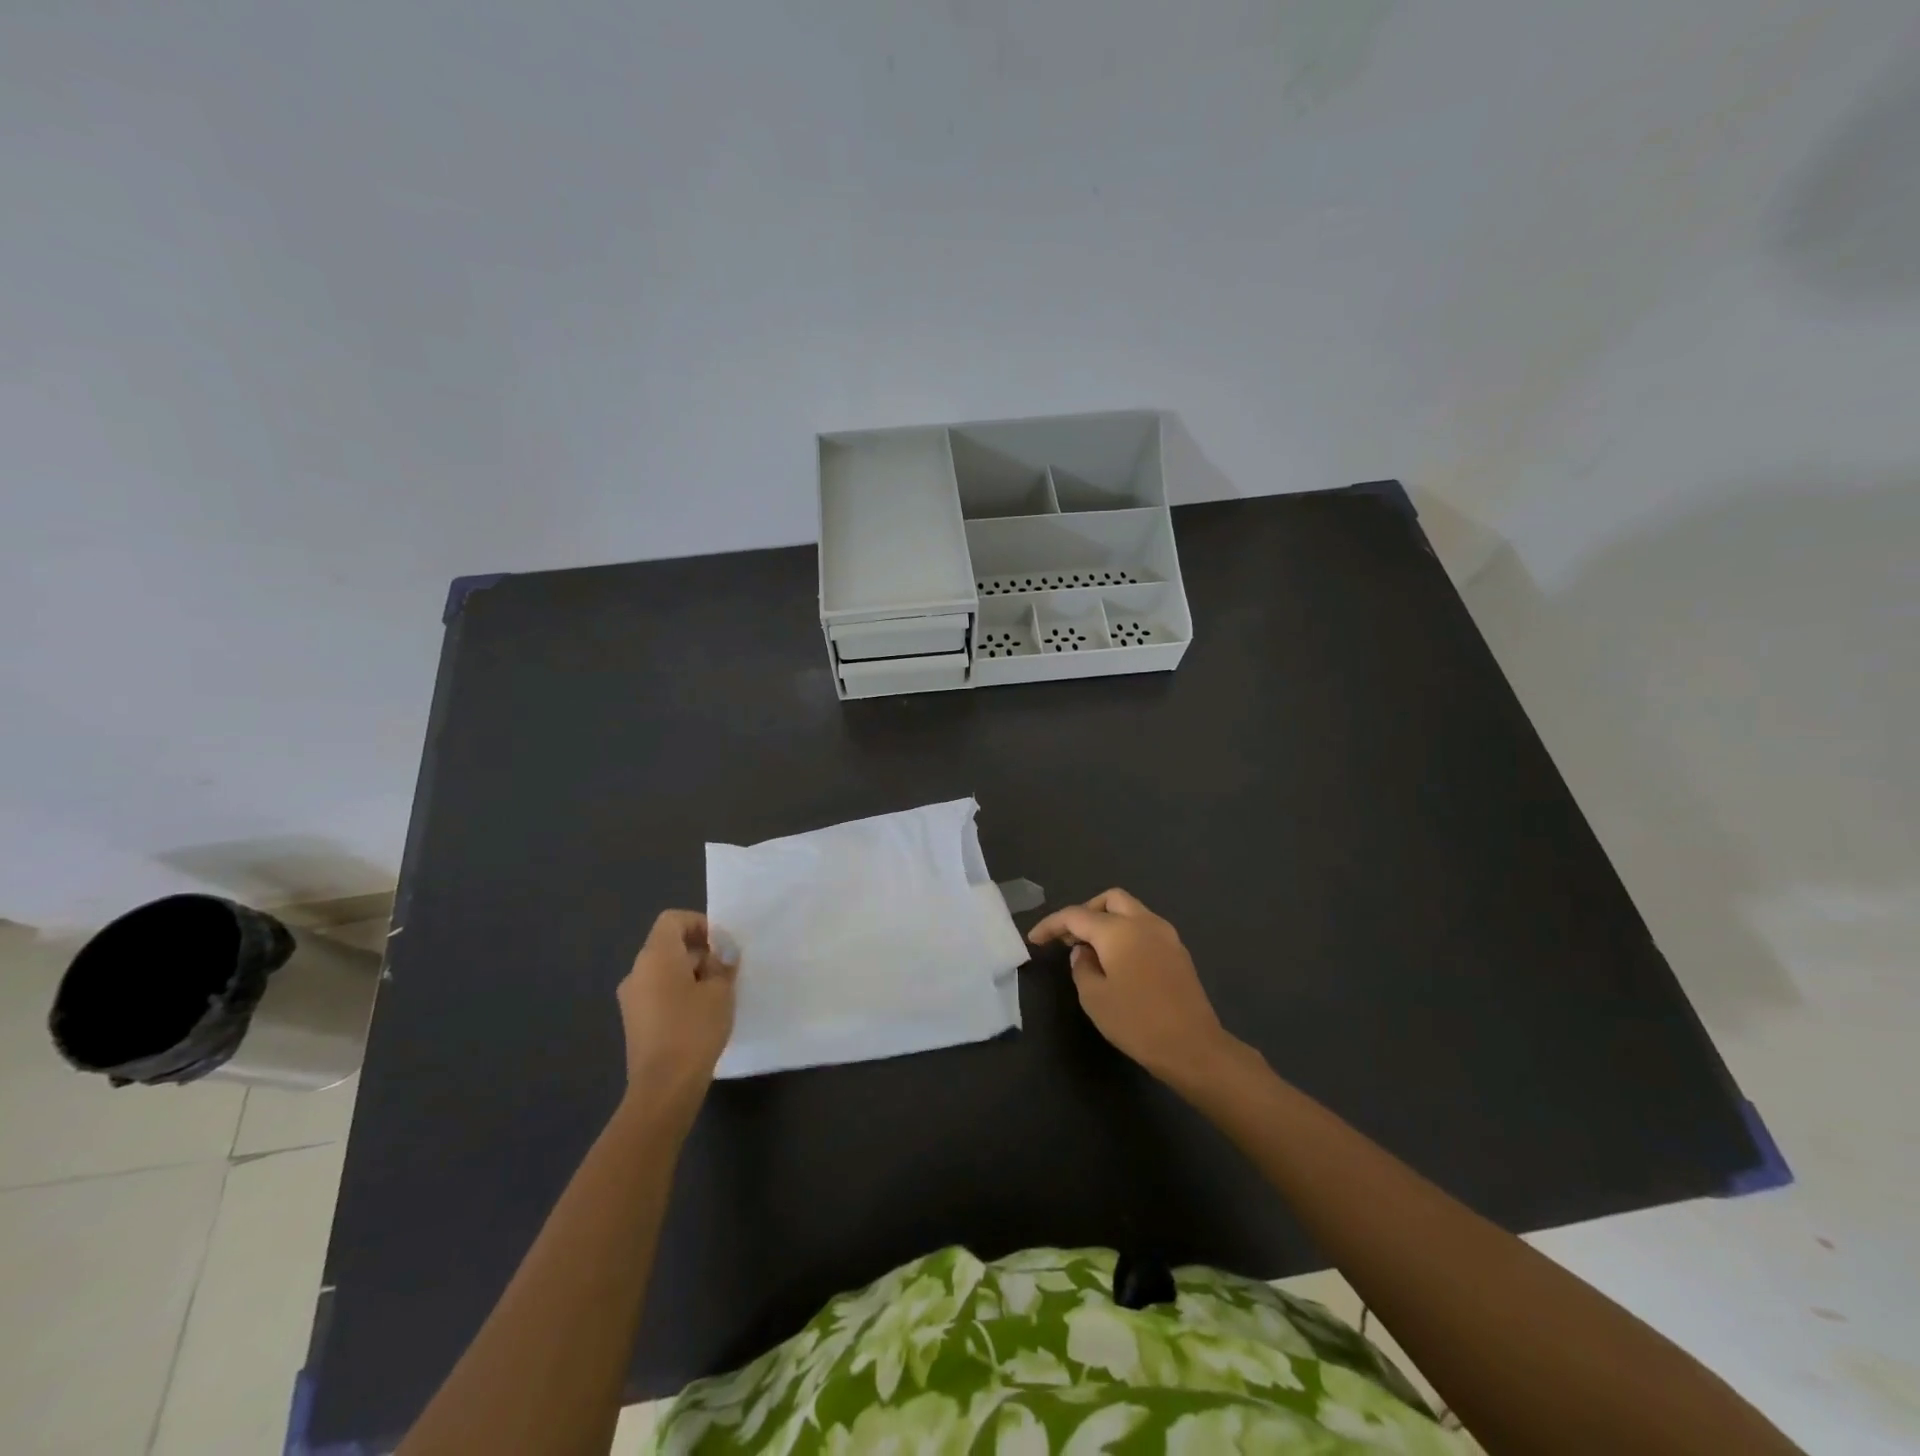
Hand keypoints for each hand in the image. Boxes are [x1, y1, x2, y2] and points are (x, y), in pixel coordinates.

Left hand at [616, 910, 737, 1118]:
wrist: (663, 1086)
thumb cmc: (694, 1028)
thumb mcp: (720, 991)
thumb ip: (722, 966)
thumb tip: (720, 958)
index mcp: (656, 956)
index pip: (673, 920)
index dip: (699, 924)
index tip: (721, 945)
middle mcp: (637, 971)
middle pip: (667, 945)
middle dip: (698, 952)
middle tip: (725, 971)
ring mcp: (631, 998)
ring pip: (663, 971)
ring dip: (689, 974)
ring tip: (716, 994)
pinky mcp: (633, 1021)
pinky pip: (657, 993)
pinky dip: (677, 993)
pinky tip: (700, 1015)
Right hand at [1027, 889, 1235, 1083]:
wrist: (1193, 1047)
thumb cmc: (1137, 1022)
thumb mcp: (1094, 998)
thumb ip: (1082, 967)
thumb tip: (1084, 952)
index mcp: (1119, 930)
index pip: (1076, 916)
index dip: (1051, 925)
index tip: (1035, 939)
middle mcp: (1144, 922)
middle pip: (1109, 900)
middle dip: (1085, 912)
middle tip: (1070, 938)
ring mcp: (1166, 935)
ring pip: (1131, 910)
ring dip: (1108, 921)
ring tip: (1092, 950)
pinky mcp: (1178, 951)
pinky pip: (1146, 928)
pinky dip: (1127, 933)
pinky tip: (1118, 960)